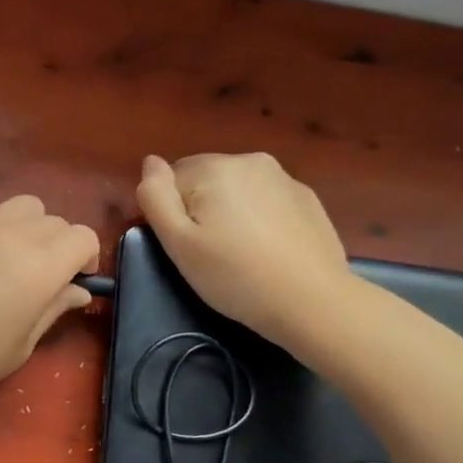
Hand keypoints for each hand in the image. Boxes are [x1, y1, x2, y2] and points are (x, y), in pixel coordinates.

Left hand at [0, 196, 99, 413]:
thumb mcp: (20, 346)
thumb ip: (54, 309)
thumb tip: (77, 290)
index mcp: (38, 266)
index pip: (83, 237)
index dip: (86, 258)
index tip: (73, 282)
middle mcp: (11, 233)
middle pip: (55, 219)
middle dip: (59, 245)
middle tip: (41, 277)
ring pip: (21, 206)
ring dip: (28, 228)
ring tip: (9, 258)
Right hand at [135, 153, 355, 348]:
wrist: (312, 301)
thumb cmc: (234, 276)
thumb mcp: (178, 243)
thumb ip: (156, 196)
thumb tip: (150, 161)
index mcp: (214, 168)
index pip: (171, 180)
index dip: (171, 214)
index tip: (185, 246)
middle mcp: (249, 160)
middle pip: (205, 179)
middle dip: (200, 208)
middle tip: (209, 253)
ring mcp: (283, 177)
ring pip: (237, 188)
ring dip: (230, 211)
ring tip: (239, 252)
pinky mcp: (307, 198)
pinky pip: (266, 199)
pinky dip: (259, 217)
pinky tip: (267, 250)